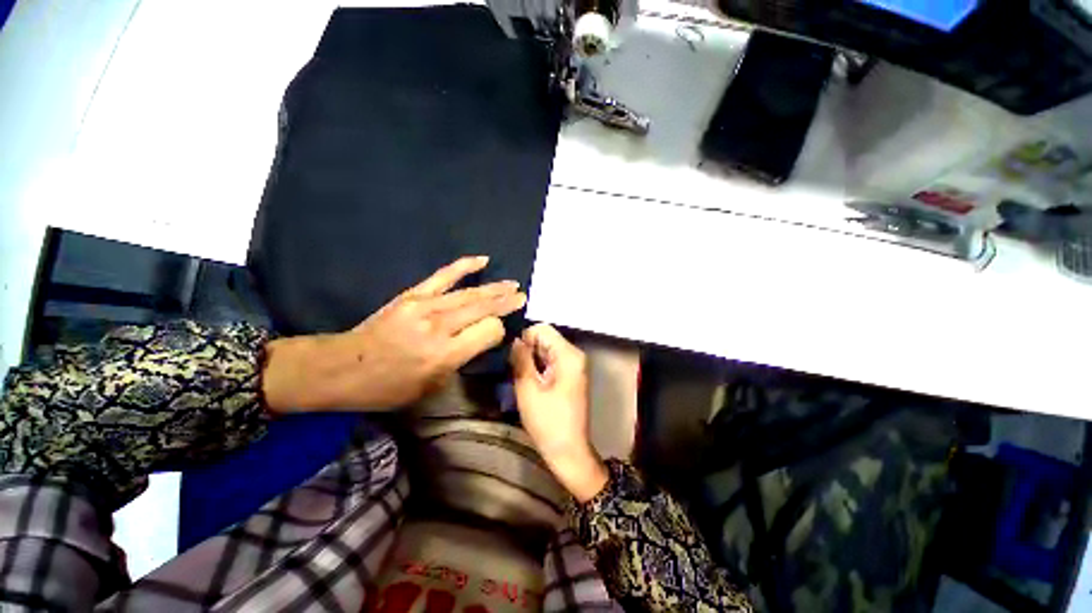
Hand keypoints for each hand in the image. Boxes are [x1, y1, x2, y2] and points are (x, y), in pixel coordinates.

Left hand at [264, 256, 525, 410]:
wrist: (343, 368)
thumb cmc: (389, 387)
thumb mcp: (432, 387)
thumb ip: (461, 361)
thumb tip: (481, 338)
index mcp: (445, 354)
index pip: (489, 331)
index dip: (498, 331)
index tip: (498, 334)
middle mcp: (439, 327)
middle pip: (484, 308)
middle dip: (506, 302)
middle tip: (522, 296)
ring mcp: (425, 306)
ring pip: (470, 293)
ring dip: (495, 288)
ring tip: (513, 284)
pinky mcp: (413, 295)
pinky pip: (444, 276)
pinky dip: (464, 266)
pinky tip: (482, 260)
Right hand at [510, 324, 608, 502]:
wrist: (569, 451)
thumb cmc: (548, 422)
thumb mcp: (528, 388)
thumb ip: (521, 359)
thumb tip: (514, 339)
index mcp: (568, 354)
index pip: (542, 329)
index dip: (524, 339)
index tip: (512, 358)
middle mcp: (575, 354)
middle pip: (545, 338)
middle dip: (527, 350)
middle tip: (514, 370)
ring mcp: (574, 365)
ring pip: (547, 350)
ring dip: (531, 360)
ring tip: (520, 378)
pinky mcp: (571, 375)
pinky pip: (551, 361)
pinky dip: (539, 367)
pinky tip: (531, 383)